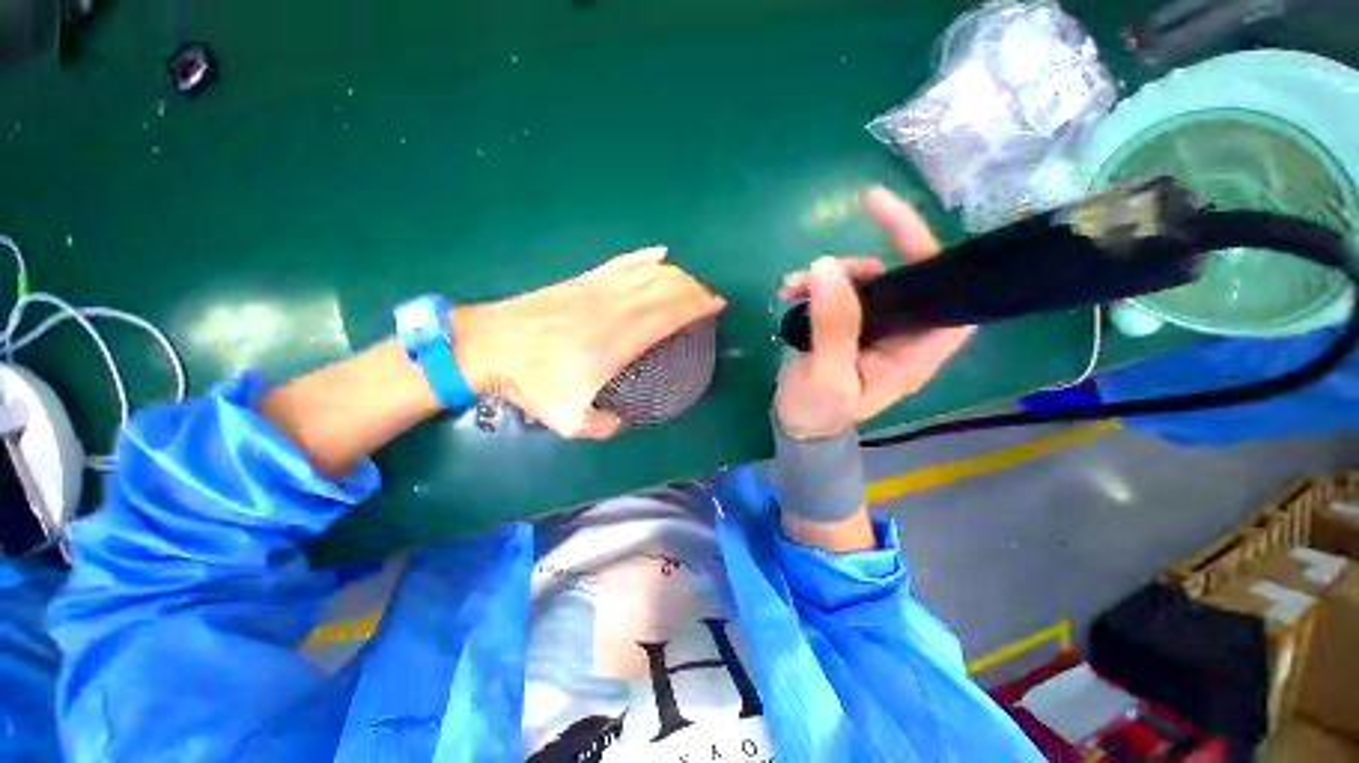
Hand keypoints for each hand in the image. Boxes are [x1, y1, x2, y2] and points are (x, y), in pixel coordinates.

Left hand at [453, 247, 724, 439]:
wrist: (490, 345)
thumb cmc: (532, 382)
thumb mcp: (569, 420)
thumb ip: (604, 426)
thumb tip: (623, 421)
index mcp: (619, 340)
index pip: (670, 313)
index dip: (698, 306)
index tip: (717, 306)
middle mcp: (615, 308)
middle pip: (666, 287)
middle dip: (695, 289)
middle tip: (709, 298)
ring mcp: (599, 289)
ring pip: (648, 272)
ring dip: (676, 274)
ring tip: (691, 282)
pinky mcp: (584, 279)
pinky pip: (622, 263)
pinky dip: (644, 258)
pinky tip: (659, 254)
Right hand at [773, 187, 972, 440]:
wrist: (796, 424)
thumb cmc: (818, 412)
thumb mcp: (826, 378)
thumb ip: (834, 328)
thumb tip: (827, 268)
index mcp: (914, 353)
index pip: (945, 297)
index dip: (932, 257)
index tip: (897, 226)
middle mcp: (901, 333)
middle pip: (899, 278)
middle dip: (859, 265)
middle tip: (819, 266)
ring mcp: (873, 326)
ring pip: (862, 281)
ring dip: (826, 275)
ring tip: (790, 286)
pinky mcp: (846, 323)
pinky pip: (836, 291)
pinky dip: (812, 285)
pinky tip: (788, 292)